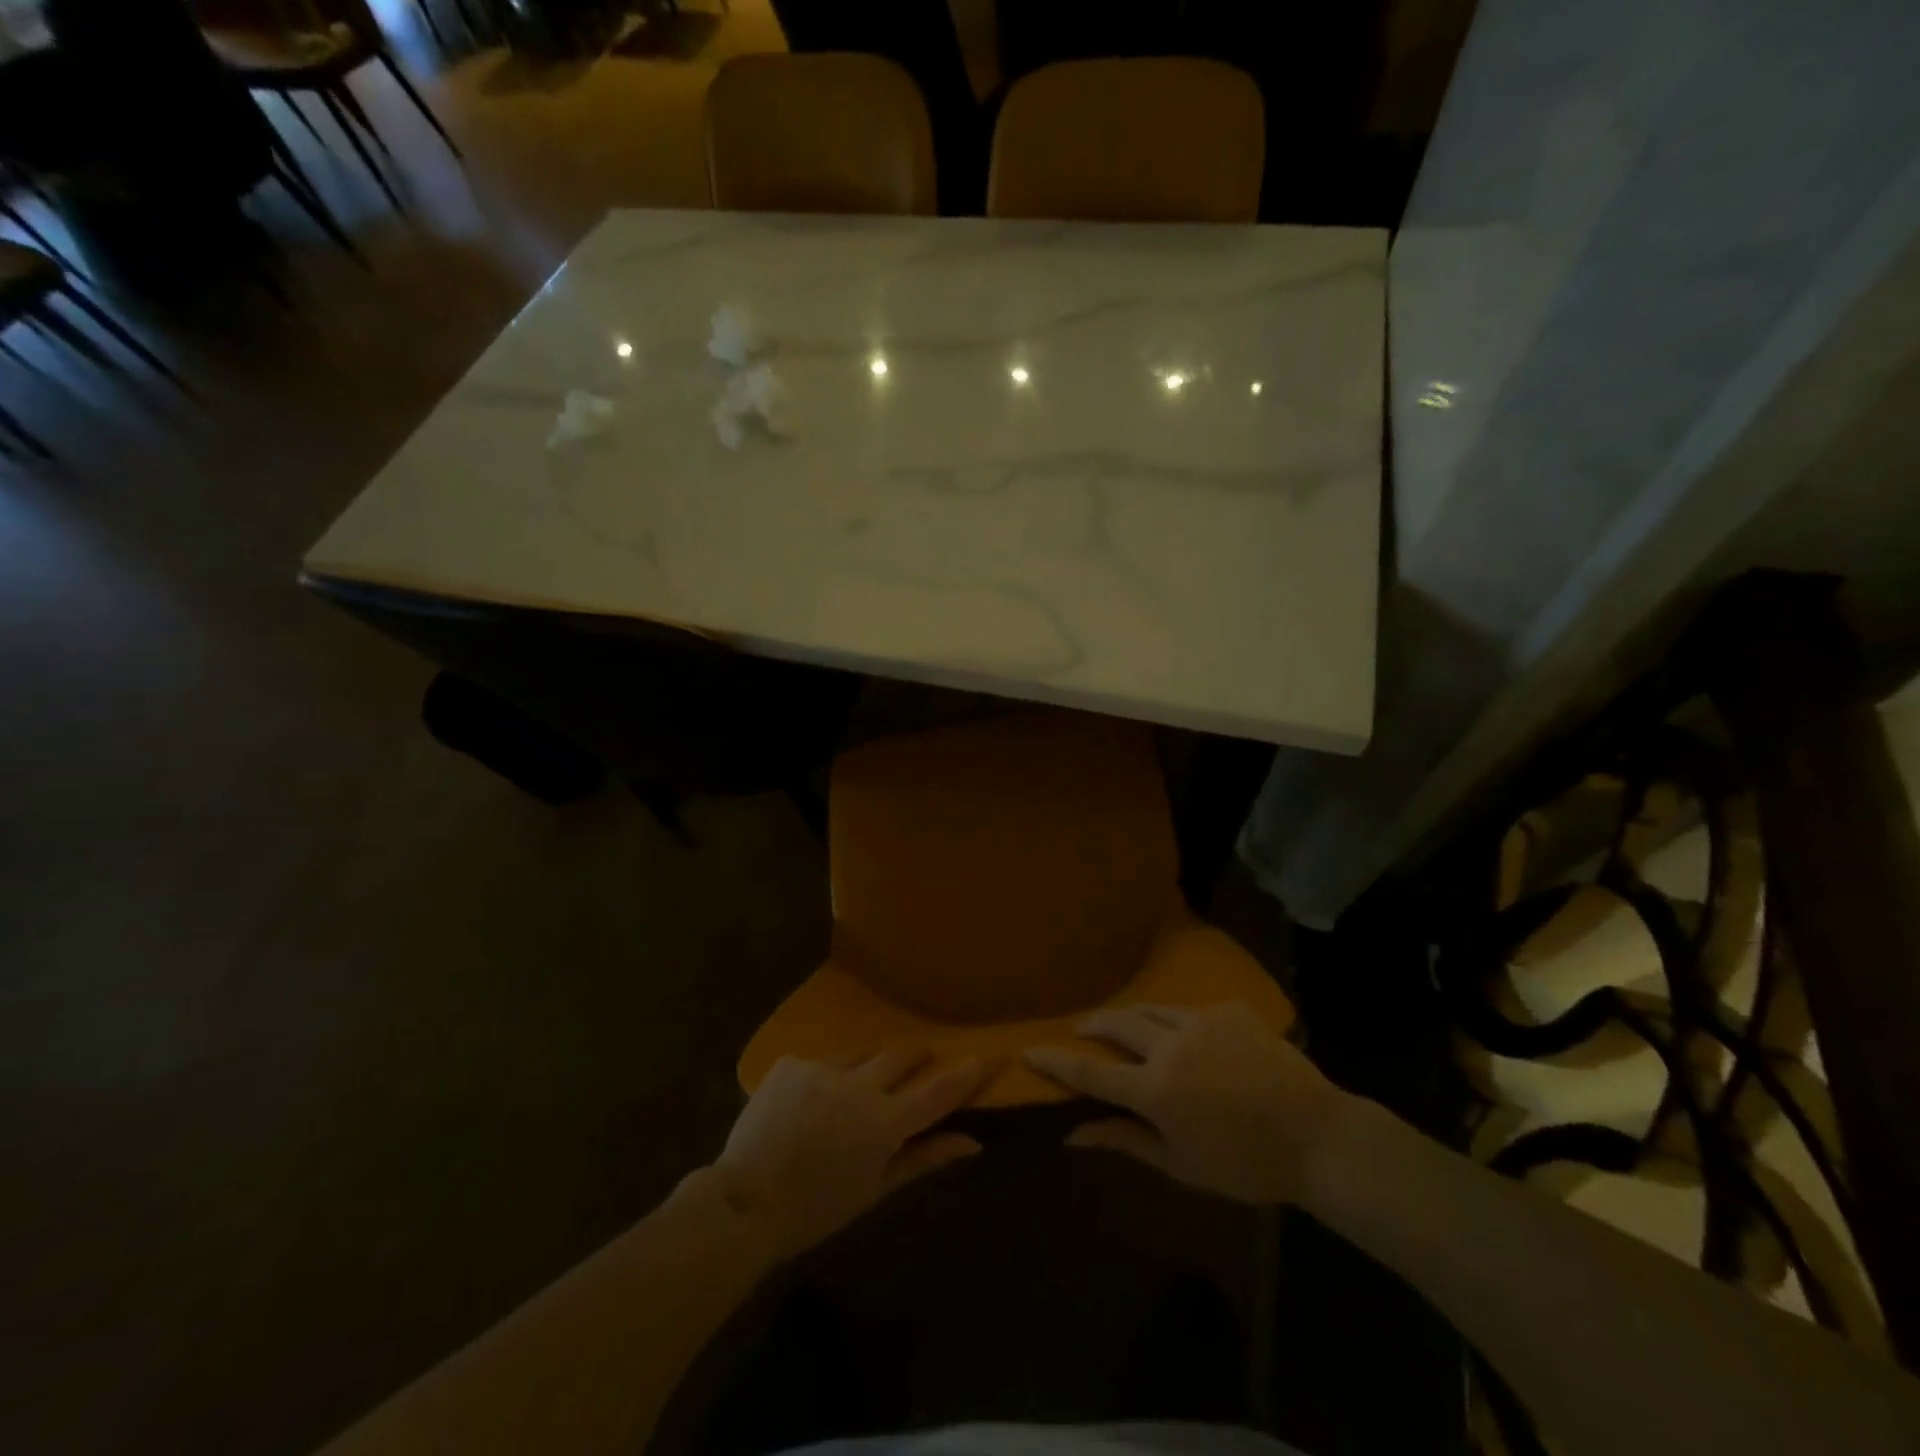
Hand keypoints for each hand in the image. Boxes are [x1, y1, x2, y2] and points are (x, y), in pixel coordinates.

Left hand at [713, 1050, 998, 1257]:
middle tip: (921, 1060)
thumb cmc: (816, 1209)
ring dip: (868, 1067)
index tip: (988, 1055)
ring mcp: (822, 1068)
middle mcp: (859, 1085)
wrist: (743, 1203)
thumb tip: (973, 1142)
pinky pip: (820, 1062)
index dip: (967, 1073)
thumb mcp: (875, 1188)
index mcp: (884, 1122)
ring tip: (856, 1089)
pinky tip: (808, 1104)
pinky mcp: (791, 1062)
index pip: (939, 1090)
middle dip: (916, 1056)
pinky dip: (825, 1078)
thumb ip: (925, 1157)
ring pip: (860, 1054)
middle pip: (901, 1055)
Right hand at [1024, 1002, 1348, 1204]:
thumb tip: (1075, 1135)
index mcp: (1156, 1089)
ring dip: (1132, 1018)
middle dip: (1092, 1025)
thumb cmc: (1247, 1164)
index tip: (1028, 1050)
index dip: (1056, 1062)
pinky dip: (1179, 1023)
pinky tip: (1190, 1037)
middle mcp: (1171, 1045)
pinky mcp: (1230, 1010)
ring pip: (1152, 1009)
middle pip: (1117, 1024)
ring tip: (1124, 1026)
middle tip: (1081, 1029)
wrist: (1318, 1136)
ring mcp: (1202, 1021)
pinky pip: (1192, 1011)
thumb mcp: (1181, 1165)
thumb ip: (1126, 1141)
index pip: (1091, 1073)